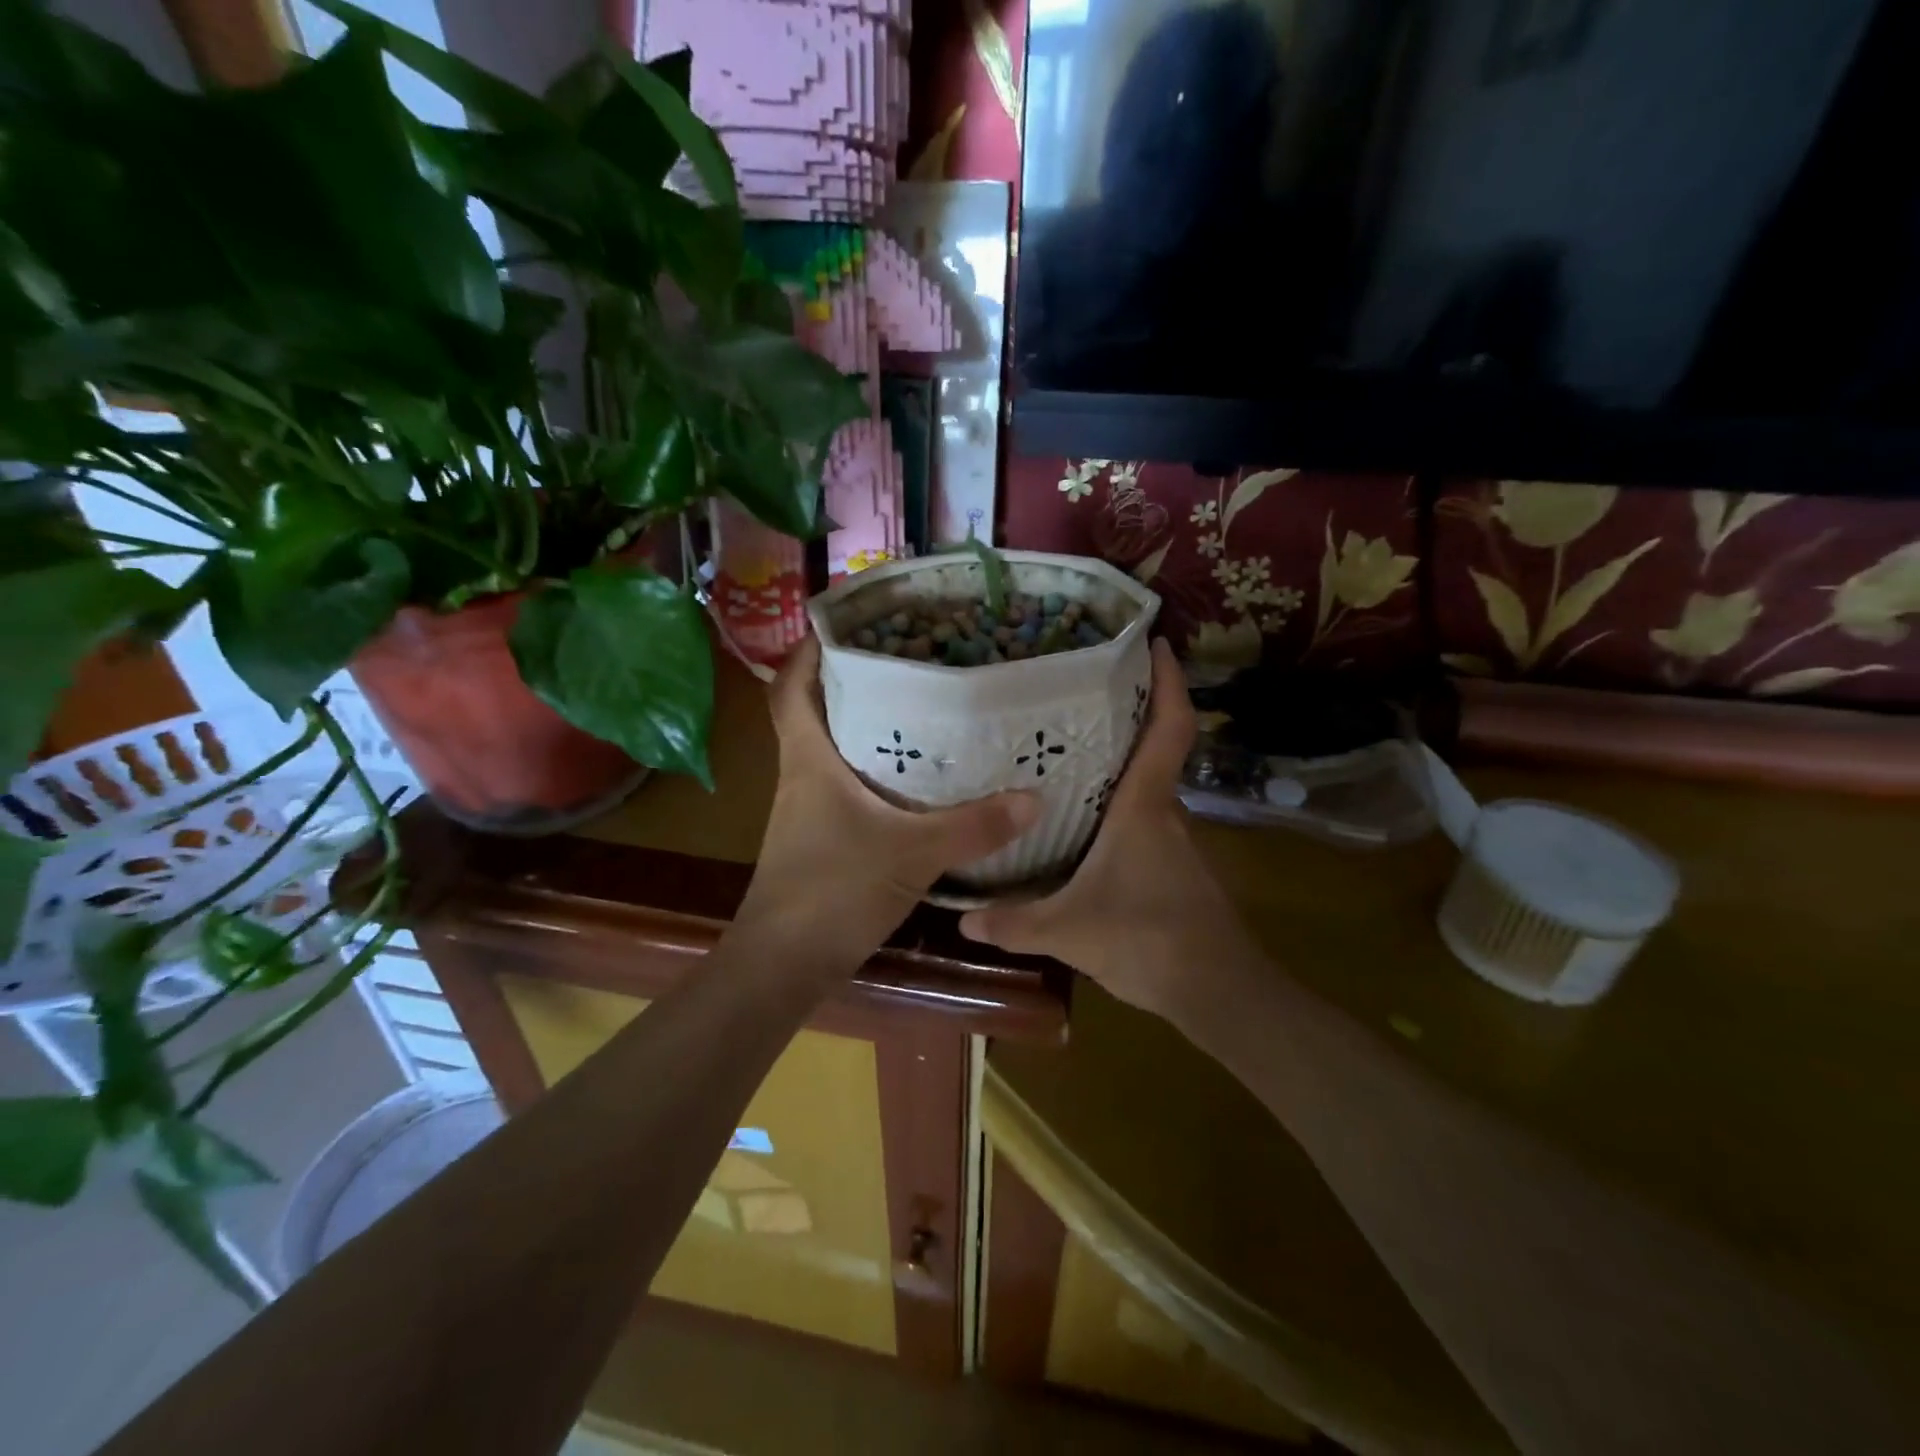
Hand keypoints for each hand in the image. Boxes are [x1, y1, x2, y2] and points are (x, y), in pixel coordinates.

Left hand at [738, 635, 1039, 968]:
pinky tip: (915, 781)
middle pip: (815, 713)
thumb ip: (973, 827)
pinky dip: (873, 773)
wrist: (784, 965)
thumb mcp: (912, 854)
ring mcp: (807, 810)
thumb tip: (1033, 798)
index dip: (806, 653)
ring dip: (865, 728)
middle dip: (851, 682)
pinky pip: (846, 788)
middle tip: (904, 660)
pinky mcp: (820, 839)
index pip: (790, 690)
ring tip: (918, 708)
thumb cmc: (833, 892)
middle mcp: (802, 776)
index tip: (840, 626)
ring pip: (832, 751)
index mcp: (808, 760)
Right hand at [959, 638, 1249, 1025]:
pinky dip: (1121, 803)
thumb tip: (959, 917)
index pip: (1170, 729)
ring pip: (1148, 785)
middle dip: (1128, 714)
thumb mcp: (1068, 931)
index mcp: (1145, 806)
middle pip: (1156, 748)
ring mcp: (1175, 839)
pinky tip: (1086, 819)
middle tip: (1079, 693)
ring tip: (1067, 750)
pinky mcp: (1175, 865)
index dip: (1169, 682)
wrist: (1217, 991)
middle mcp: (1165, 811)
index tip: (1157, 644)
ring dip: (1121, 762)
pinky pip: (1146, 817)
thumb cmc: (1146, 940)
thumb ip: (1013, 922)